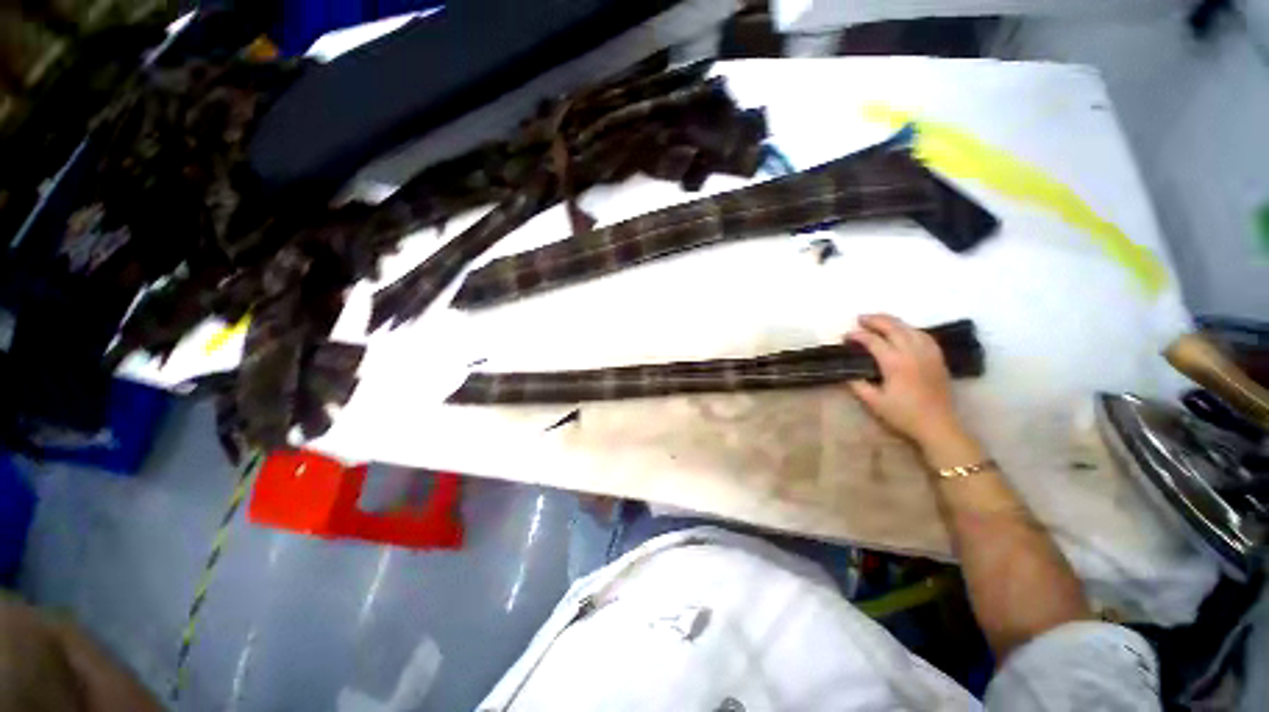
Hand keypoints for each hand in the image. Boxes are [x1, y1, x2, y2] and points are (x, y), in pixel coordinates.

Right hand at [845, 314, 965, 449]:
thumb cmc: (903, 415)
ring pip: (910, 328)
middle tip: (860, 319)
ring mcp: (928, 354)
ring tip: (879, 321)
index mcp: (895, 363)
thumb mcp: (874, 402)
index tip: (846, 336)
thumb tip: (847, 372)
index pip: (873, 341)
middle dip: (875, 320)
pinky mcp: (937, 358)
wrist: (938, 426)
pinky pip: (924, 335)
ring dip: (893, 322)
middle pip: (893, 327)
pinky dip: (911, 329)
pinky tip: (905, 331)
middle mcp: (912, 353)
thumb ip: (858, 384)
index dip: (858, 336)